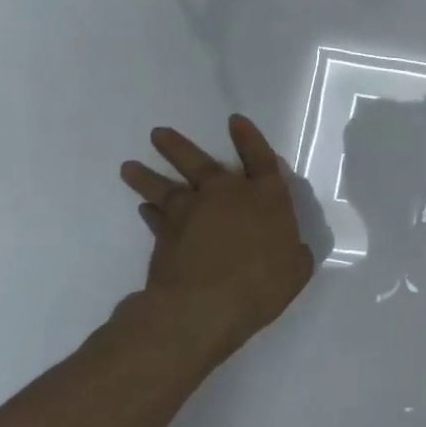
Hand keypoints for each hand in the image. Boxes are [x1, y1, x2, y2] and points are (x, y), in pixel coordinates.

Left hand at [118, 115, 314, 369]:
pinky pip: (155, 217)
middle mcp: (226, 194)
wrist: (204, 306)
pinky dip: (149, 212)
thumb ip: (294, 253)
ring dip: (147, 175)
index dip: (249, 138)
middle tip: (157, 133)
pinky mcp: (165, 235)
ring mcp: (191, 212)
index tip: (235, 121)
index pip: (260, 158)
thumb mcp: (296, 269)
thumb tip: (292, 249)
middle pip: (200, 162)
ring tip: (129, 166)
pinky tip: (143, 208)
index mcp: (265, 197)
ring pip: (166, 186)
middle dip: (179, 147)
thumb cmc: (261, 283)